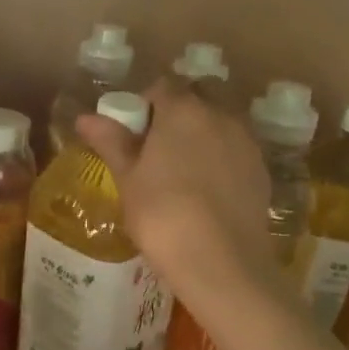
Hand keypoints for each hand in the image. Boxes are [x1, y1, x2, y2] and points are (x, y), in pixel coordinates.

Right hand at [75, 81, 277, 315]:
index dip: (145, 105)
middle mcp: (220, 115)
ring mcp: (247, 142)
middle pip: (198, 97)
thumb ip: (110, 141)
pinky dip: (222, 159)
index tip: (134, 134)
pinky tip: (208, 192)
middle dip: (179, 112)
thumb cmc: (162, 215)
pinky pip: (237, 151)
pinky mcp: (262, 171)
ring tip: (183, 172)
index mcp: (183, 110)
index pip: (162, 87)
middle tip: (158, 149)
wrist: (221, 262)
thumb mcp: (127, 179)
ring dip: (203, 134)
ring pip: (221, 123)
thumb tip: (86, 117)